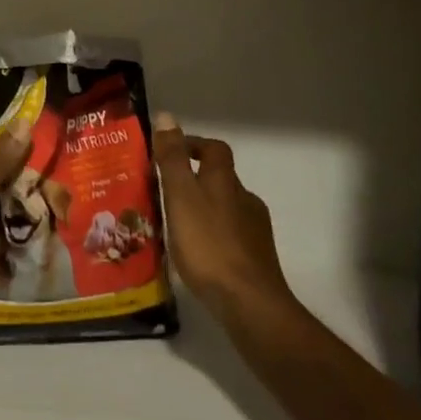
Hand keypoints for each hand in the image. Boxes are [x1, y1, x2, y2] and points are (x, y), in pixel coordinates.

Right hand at [151, 112, 292, 317]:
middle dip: (195, 180)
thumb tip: (166, 116)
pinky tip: (197, 253)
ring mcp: (254, 230)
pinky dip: (213, 236)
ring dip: (203, 209)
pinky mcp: (256, 258)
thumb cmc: (209, 245)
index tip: (169, 152)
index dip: (194, 145)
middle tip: (164, 192)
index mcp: (225, 181)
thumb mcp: (181, 197)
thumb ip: (172, 159)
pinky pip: (230, 235)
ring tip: (175, 225)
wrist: (250, 303)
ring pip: (226, 208)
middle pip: (220, 179)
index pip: (215, 149)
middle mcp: (245, 199)